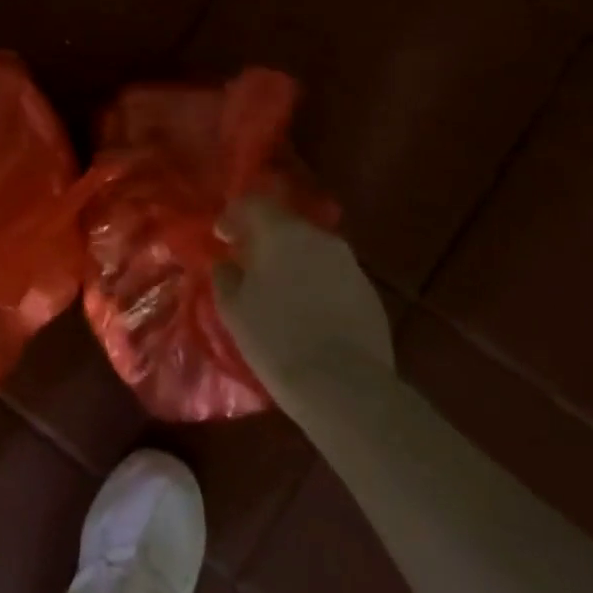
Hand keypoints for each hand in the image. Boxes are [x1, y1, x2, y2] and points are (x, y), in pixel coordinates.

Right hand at [213, 196, 393, 404]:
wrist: (346, 389)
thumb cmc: (277, 339)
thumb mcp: (234, 308)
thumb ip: (226, 276)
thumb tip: (227, 264)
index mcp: (282, 232)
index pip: (254, 203)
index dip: (234, 216)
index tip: (222, 237)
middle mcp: (320, 238)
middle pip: (286, 225)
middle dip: (264, 239)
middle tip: (248, 264)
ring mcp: (350, 265)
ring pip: (312, 251)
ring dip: (292, 262)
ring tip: (278, 291)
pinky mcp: (370, 294)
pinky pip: (333, 276)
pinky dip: (315, 284)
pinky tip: (307, 313)